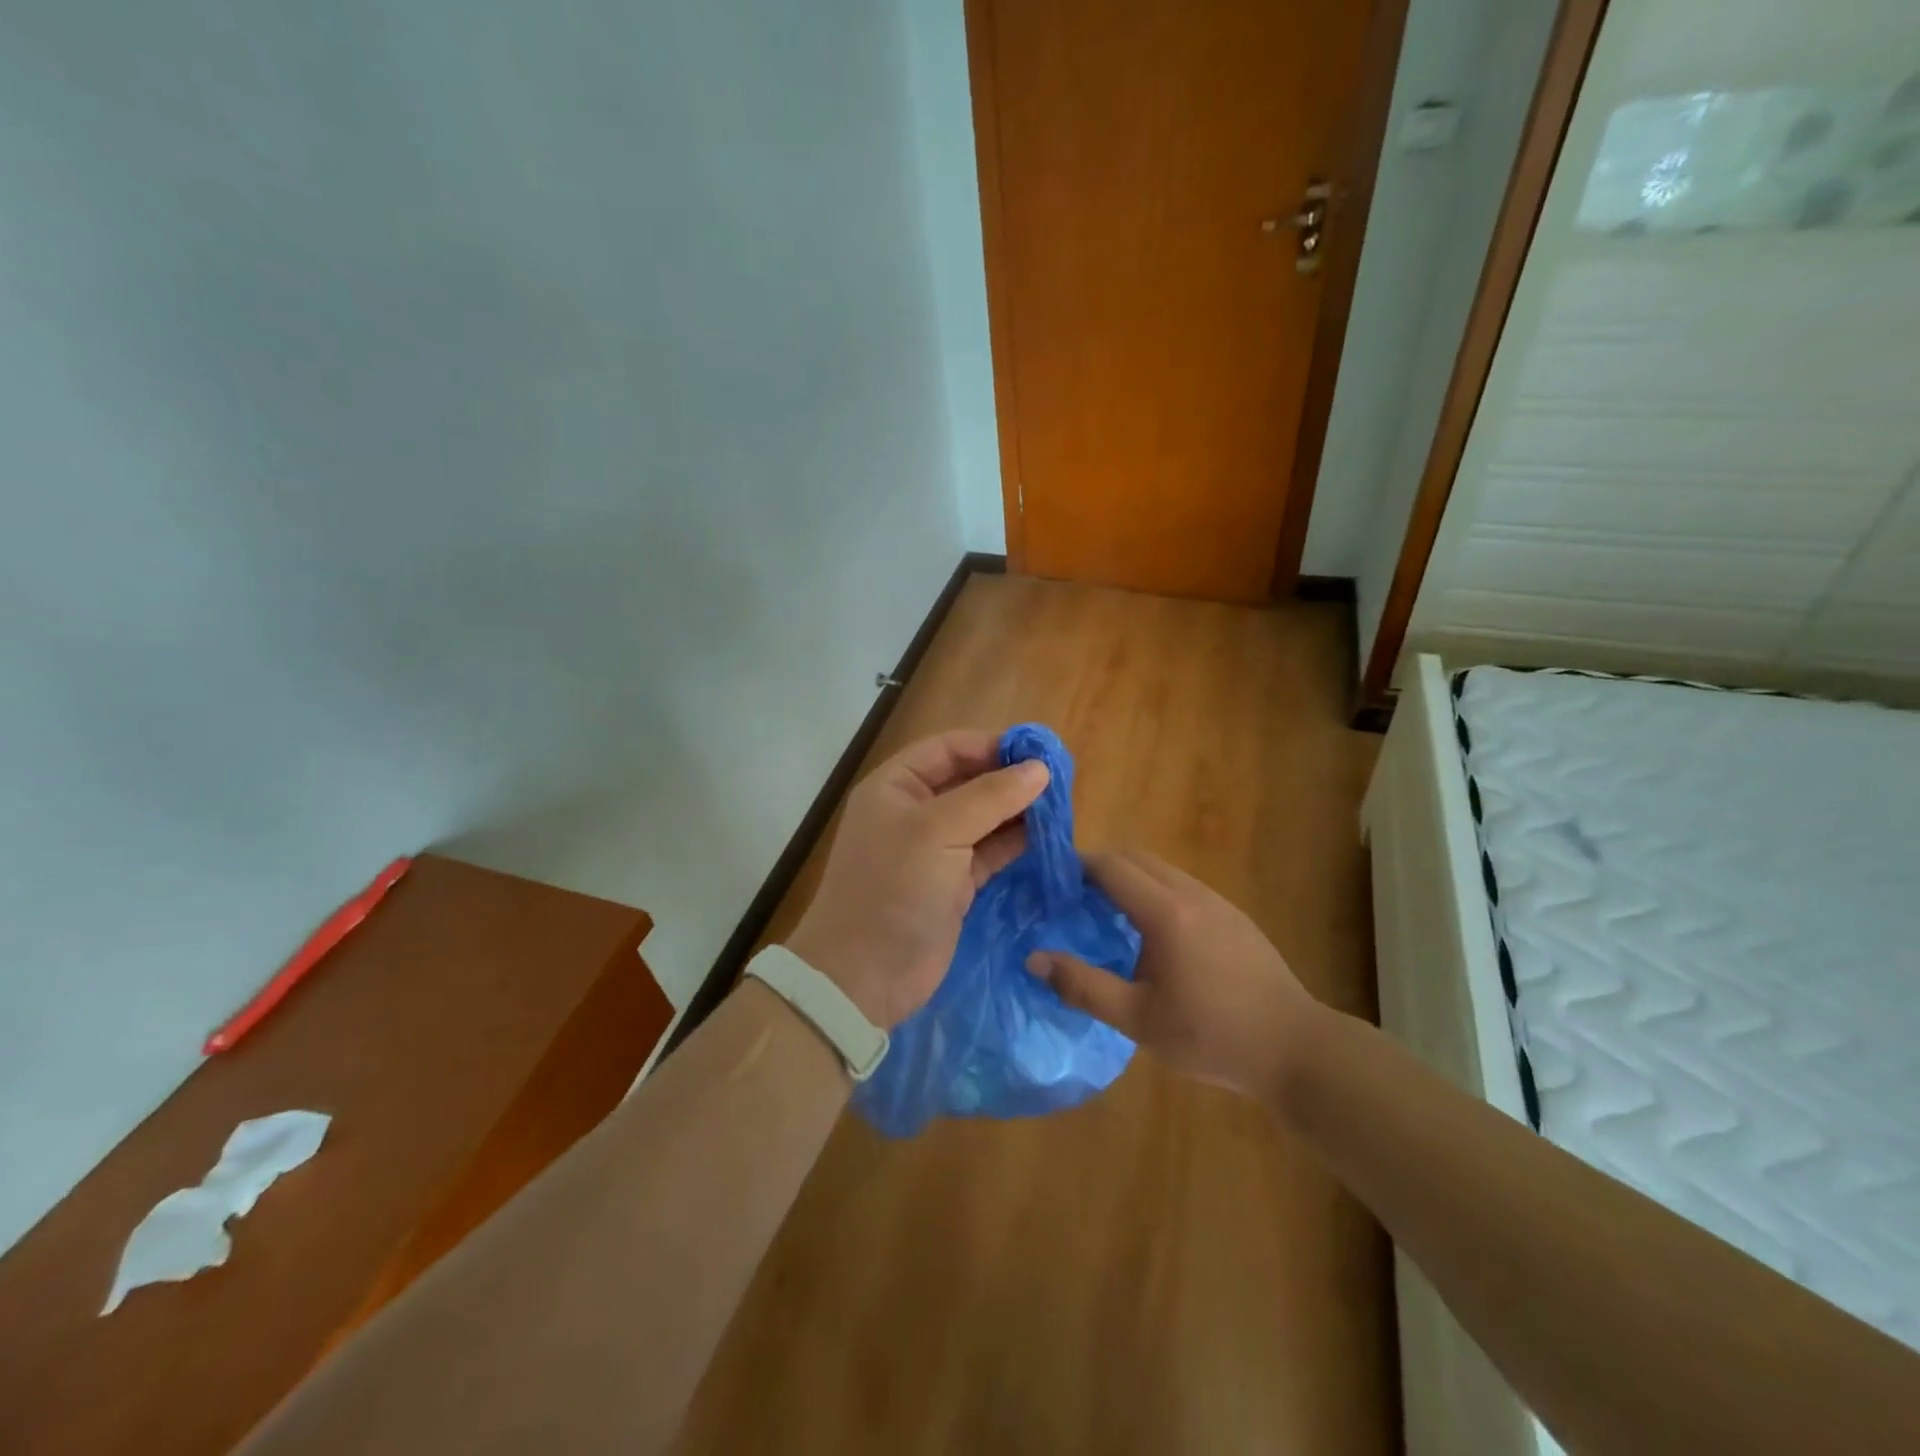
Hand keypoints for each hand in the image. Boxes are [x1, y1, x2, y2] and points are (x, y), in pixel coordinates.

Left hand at [786, 730, 1048, 1029]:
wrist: (865, 975)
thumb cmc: (895, 888)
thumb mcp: (939, 831)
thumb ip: (991, 796)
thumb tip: (1040, 769)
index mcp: (896, 786)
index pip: (948, 749)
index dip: (991, 745)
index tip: (1038, 753)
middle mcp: (914, 812)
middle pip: (969, 781)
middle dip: (1009, 780)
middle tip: (1059, 782)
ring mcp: (934, 849)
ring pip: (983, 818)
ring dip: (1017, 812)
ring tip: (1061, 807)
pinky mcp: (953, 883)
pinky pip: (989, 852)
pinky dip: (1015, 843)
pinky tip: (1047, 837)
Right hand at [1026, 848, 1322, 1102]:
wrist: (1296, 1049)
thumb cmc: (1212, 1036)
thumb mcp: (1138, 1020)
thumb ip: (1083, 986)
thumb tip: (1034, 958)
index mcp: (1165, 913)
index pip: (1111, 866)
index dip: (1077, 865)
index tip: (1051, 881)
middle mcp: (1191, 893)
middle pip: (1136, 858)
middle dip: (1100, 866)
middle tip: (1071, 897)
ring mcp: (1218, 902)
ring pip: (1162, 870)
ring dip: (1129, 878)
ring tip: (1105, 914)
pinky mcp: (1234, 916)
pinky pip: (1183, 886)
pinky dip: (1155, 891)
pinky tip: (1152, 935)